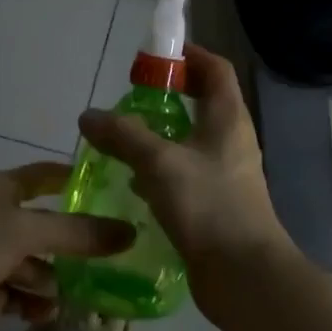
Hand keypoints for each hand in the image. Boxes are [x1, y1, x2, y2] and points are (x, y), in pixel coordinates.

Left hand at [0, 163, 136, 330]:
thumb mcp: (22, 233)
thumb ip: (76, 234)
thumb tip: (129, 232)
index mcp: (1, 190)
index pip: (47, 176)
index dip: (77, 180)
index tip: (117, 191)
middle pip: (44, 225)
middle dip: (75, 241)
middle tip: (118, 259)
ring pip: (30, 263)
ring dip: (54, 278)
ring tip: (85, 297)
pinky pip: (12, 295)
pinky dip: (30, 303)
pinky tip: (49, 316)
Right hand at [77, 44, 297, 308]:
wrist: (244, 274)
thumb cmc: (208, 204)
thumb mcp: (159, 162)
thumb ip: (123, 135)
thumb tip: (88, 116)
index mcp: (228, 117)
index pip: (215, 69)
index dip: (189, 56)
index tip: (156, 56)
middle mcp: (232, 140)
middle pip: (203, 103)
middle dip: (169, 96)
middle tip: (132, 99)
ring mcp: (227, 174)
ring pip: (193, 141)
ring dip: (163, 135)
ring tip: (125, 139)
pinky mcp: (217, 204)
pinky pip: (187, 174)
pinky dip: (163, 170)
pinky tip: (136, 184)